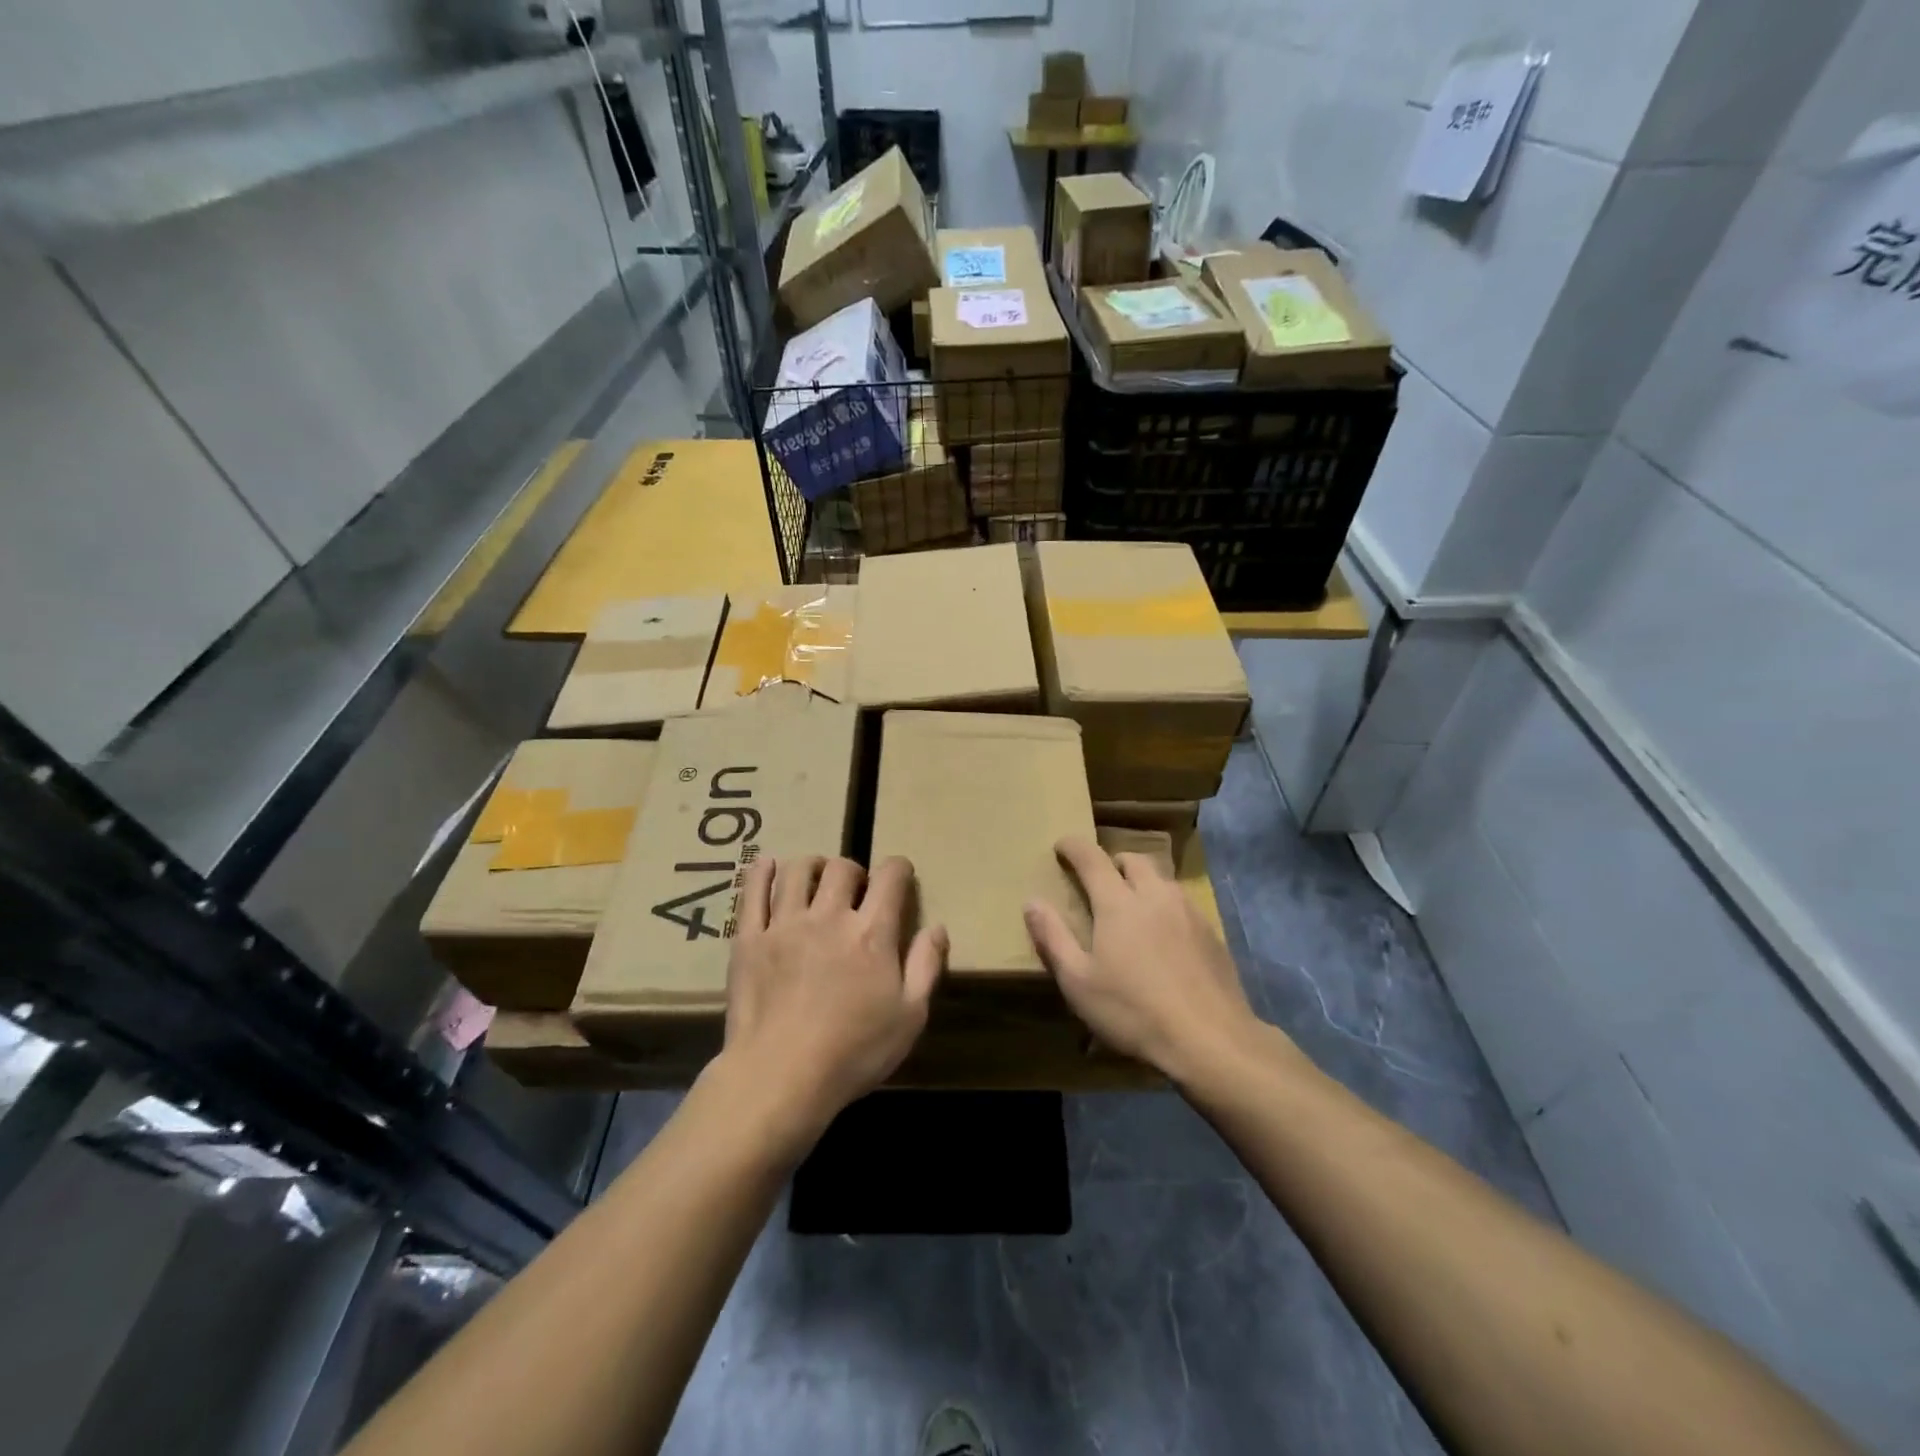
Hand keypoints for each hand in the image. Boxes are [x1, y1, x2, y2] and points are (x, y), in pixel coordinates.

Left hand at [717, 855, 946, 1150]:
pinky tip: (767, 866)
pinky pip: (752, 891)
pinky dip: (761, 872)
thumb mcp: (909, 1017)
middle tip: (855, 891)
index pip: (891, 876)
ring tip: (815, 880)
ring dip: (812, 866)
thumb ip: (926, 966)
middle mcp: (829, 916)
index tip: (899, 878)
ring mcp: (785, 924)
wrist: (779, 1076)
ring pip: (797, 870)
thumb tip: (938, 927)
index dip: (899, 869)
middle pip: (842, 868)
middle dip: (854, 870)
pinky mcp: (749, 938)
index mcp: (872, 933)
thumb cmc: (853, 1052)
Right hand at [1024, 836, 1264, 1081]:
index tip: (1062, 845)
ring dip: (1142, 881)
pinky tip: (1164, 936)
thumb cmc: (1133, 1011)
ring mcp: (1188, 911)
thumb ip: (1053, 937)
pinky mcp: (1211, 932)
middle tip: (1099, 880)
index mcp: (1118, 903)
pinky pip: (1182, 903)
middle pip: (1133, 859)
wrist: (1210, 1040)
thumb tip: (1032, 901)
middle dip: (1112, 862)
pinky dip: (1165, 905)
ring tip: (1132, 906)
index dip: (1074, 847)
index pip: (1092, 858)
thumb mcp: (1078, 982)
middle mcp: (1155, 895)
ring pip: (1161, 879)